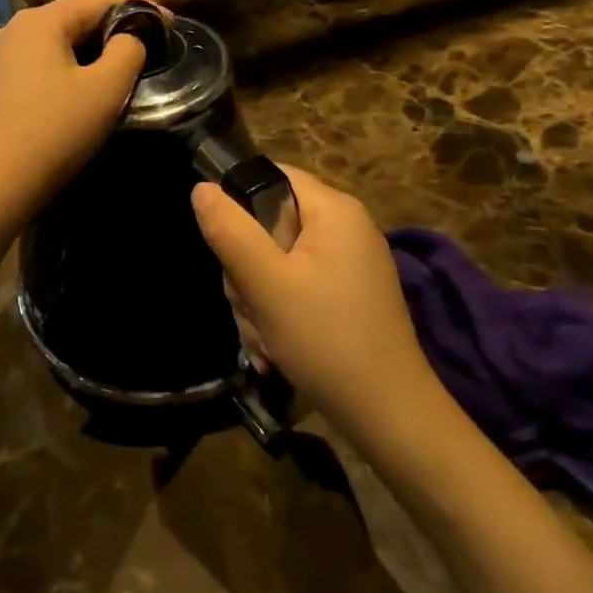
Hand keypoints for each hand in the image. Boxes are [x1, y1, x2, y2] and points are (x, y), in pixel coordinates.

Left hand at [0, 0, 148, 232]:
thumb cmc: (54, 131)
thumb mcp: (105, 89)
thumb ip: (128, 51)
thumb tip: (129, 38)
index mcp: (38, 21)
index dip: (136, 5)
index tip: (169, 17)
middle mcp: (12, 30)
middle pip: (72, 17)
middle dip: (113, 23)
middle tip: (151, 32)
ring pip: (55, 40)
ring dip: (90, 45)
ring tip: (123, 54)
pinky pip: (40, 62)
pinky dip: (68, 63)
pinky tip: (84, 79)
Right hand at [192, 165, 432, 435]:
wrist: (390, 417)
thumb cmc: (326, 339)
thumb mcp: (266, 284)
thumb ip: (230, 232)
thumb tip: (201, 188)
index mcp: (334, 209)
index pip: (271, 176)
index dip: (239, 204)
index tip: (226, 248)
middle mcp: (346, 228)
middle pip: (270, 224)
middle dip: (247, 270)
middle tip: (249, 308)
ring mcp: (350, 264)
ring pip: (278, 262)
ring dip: (259, 300)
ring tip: (264, 341)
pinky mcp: (349, 296)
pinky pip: (298, 287)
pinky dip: (280, 315)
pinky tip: (276, 350)